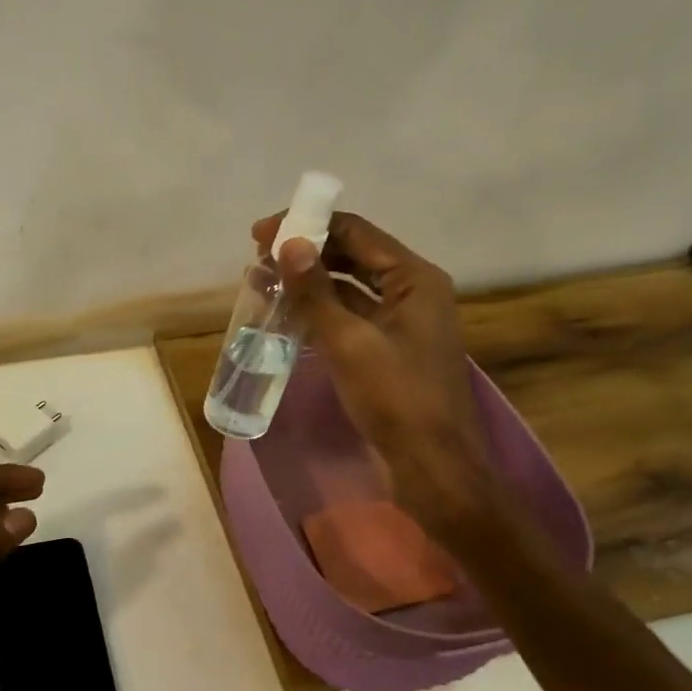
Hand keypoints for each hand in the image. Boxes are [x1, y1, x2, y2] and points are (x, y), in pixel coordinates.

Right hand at [251, 211, 498, 537]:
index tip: (260, 235)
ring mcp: (403, 321)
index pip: (356, 231)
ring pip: (350, 287)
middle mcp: (413, 291)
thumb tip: (287, 244)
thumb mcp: (349, 341)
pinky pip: (351, 316)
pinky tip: (289, 314)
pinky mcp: (390, 348)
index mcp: (415, 278)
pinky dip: (321, 311)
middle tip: (258, 260)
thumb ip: (315, 291)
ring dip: (310, 282)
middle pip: (354, 255)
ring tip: (265, 283)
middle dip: (306, 253)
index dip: (307, 226)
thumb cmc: (395, 398)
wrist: (432, 464)